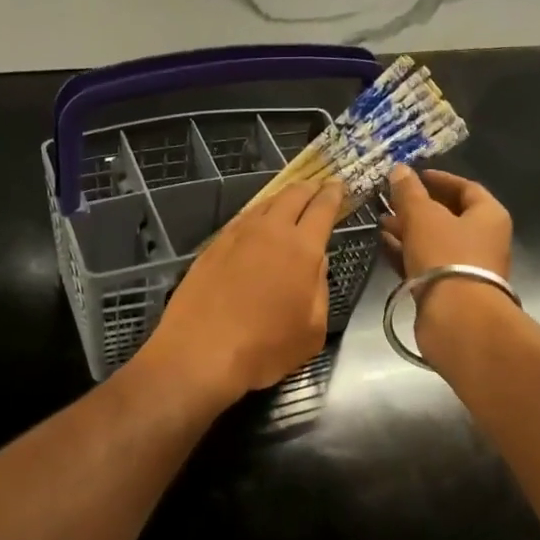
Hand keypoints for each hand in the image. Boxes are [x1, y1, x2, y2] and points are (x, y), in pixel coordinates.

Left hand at [139, 179, 342, 405]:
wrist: (200, 353)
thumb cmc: (264, 349)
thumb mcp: (312, 330)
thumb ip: (319, 289)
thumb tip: (316, 263)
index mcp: (302, 249)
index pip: (322, 208)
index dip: (333, 195)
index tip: (339, 186)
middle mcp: (269, 232)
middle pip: (292, 196)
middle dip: (308, 189)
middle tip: (316, 188)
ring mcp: (235, 237)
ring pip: (263, 205)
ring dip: (280, 200)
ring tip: (287, 203)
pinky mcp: (211, 248)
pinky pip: (240, 221)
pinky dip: (255, 217)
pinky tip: (255, 227)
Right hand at [380, 166, 511, 278]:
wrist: (457, 318)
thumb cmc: (446, 257)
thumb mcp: (423, 217)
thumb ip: (410, 193)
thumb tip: (400, 170)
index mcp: (489, 215)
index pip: (466, 187)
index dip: (439, 179)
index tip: (414, 175)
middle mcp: (484, 240)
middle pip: (449, 216)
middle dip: (418, 207)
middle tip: (390, 201)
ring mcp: (467, 268)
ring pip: (435, 242)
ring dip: (409, 231)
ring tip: (381, 223)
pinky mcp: (449, 291)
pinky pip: (426, 265)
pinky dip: (407, 254)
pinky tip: (384, 246)